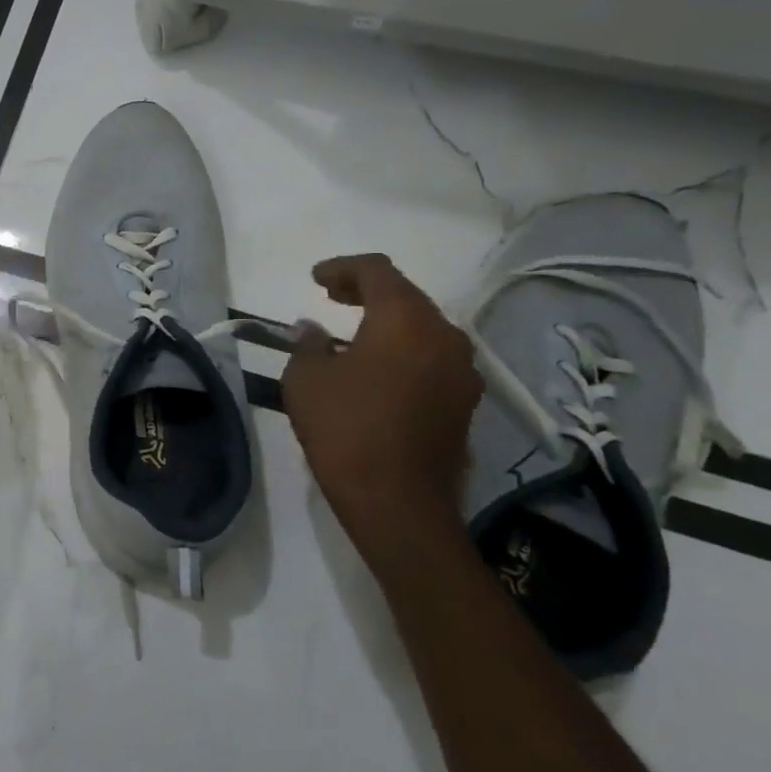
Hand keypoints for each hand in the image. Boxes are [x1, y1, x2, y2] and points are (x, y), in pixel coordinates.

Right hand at [282, 254, 482, 567]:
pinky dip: (403, 351)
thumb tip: (312, 330)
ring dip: (387, 323)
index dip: (343, 268)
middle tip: (331, 297)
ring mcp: (461, 372)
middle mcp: (444, 336)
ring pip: (422, 328)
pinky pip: (431, 359)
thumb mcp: (307, 379)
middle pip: (406, 296)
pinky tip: (376, 370)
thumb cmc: (346, 429)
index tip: (315, 279)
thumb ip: (309, 344)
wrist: (398, 503)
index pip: (377, 271)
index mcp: (405, 320)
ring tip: (351, 334)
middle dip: (366, 292)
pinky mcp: (464, 404)